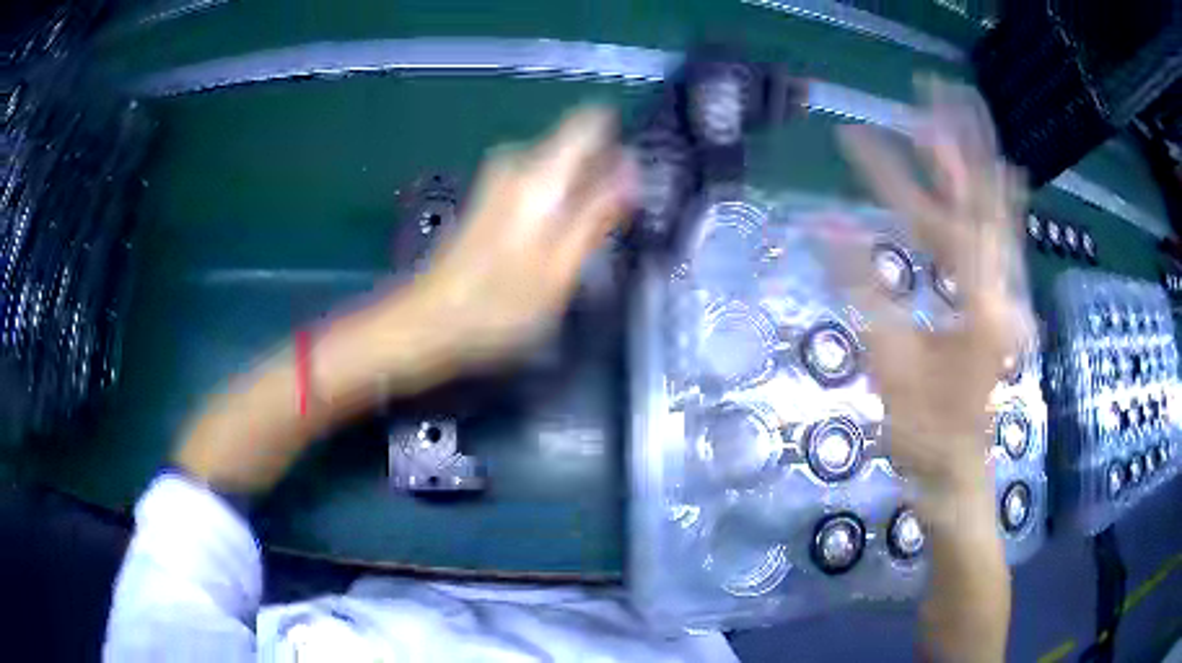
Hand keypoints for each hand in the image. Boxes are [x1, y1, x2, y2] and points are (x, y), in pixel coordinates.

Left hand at [408, 106, 634, 368]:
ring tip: (589, 235)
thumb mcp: (561, 268)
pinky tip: (556, 240)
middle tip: (616, 222)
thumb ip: (597, 213)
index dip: (620, 138)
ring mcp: (499, 178)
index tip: (635, 174)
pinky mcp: (490, 196)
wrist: (429, 320)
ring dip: (581, 190)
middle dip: (602, 171)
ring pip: (559, 164)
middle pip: (576, 144)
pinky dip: (557, 200)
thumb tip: (631, 167)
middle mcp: (518, 162)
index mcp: (540, 173)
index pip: (590, 121)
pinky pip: (539, 181)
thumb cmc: (500, 304)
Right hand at [836, 78, 1032, 493]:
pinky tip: (1006, 172)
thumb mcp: (889, 360)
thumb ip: (861, 286)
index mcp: (977, 303)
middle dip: (957, 143)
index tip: (859, 137)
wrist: (956, 473)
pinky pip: (1003, 242)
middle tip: (933, 93)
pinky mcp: (1001, 306)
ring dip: (980, 162)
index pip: (944, 215)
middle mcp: (1001, 289)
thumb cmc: (922, 430)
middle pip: (984, 200)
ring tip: (964, 113)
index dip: (901, 171)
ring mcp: (1005, 296)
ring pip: (998, 215)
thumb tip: (823, 223)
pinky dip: (1001, 202)